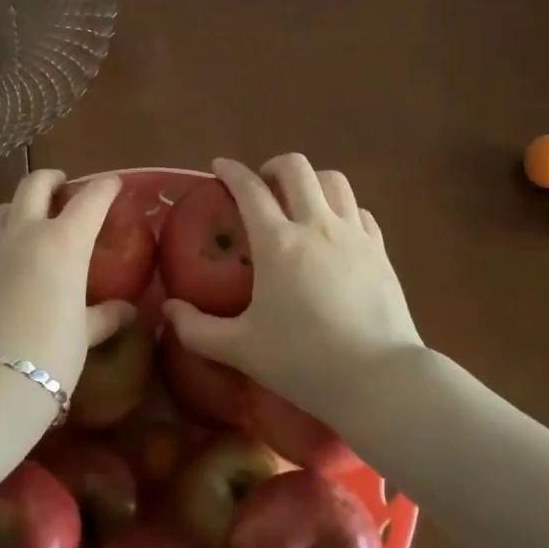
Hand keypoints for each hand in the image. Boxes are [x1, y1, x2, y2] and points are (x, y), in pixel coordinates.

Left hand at [0, 170, 133, 398]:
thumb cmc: (49, 355)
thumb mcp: (82, 335)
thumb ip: (104, 316)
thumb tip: (126, 311)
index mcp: (63, 242)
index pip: (90, 200)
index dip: (104, 188)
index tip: (113, 183)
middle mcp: (24, 233)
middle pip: (34, 185)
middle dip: (51, 179)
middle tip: (62, 186)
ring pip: (0, 209)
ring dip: (17, 207)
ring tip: (27, 222)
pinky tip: (2, 265)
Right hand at [163, 154, 423, 422]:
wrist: (380, 380)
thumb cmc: (304, 362)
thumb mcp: (241, 349)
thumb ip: (197, 329)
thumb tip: (168, 309)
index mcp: (277, 243)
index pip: (249, 188)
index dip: (231, 171)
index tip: (219, 167)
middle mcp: (316, 225)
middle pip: (296, 168)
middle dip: (273, 167)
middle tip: (262, 186)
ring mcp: (353, 234)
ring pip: (334, 180)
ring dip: (312, 181)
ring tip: (300, 202)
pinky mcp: (380, 250)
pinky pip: (360, 211)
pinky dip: (343, 209)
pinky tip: (336, 230)